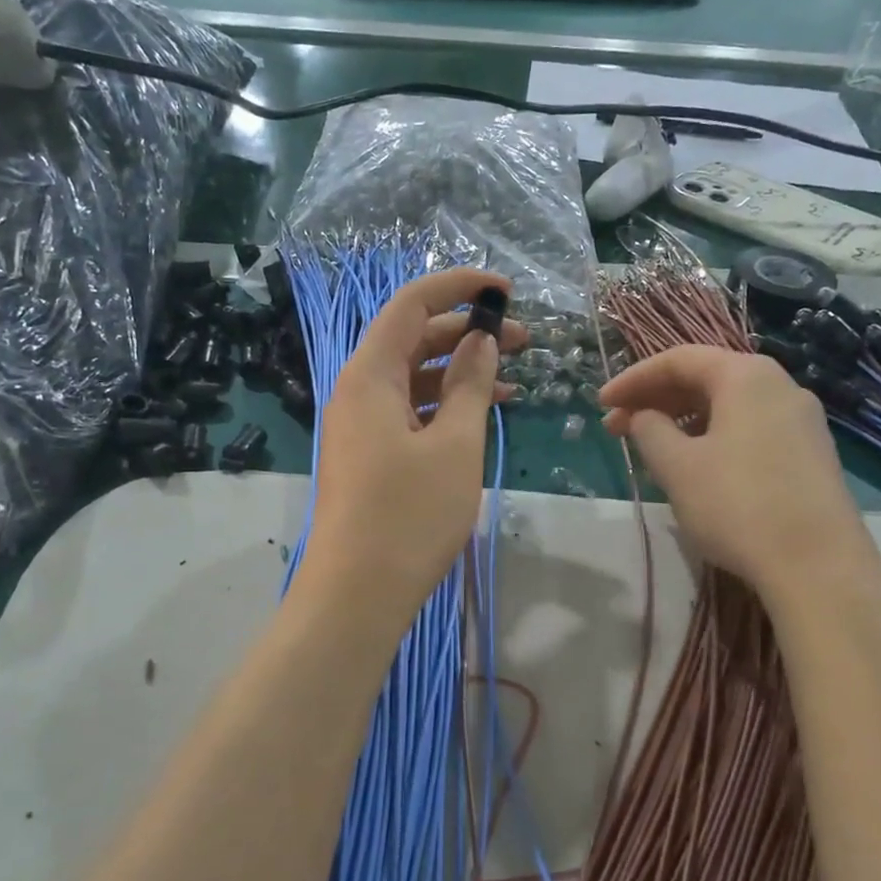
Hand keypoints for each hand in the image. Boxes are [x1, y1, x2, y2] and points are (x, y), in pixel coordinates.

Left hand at [303, 269, 525, 620]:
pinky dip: (444, 406)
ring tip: (512, 379)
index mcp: (369, 375)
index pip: (411, 304)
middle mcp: (358, 391)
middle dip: (467, 332)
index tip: (505, 290)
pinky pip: (409, 412)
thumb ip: (470, 385)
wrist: (357, 593)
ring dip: (459, 371)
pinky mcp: (369, 455)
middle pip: (412, 339)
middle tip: (523, 341)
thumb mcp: (454, 445)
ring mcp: (361, 425)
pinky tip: (482, 414)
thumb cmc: (410, 515)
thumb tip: (482, 341)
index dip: (458, 286)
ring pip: (413, 378)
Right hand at [599, 345, 868, 596]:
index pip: (678, 360)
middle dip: (656, 399)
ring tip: (650, 448)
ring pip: (728, 406)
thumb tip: (643, 416)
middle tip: (616, 428)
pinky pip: (749, 429)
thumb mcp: (677, 466)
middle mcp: (779, 386)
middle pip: (706, 378)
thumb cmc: (737, 505)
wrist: (818, 566)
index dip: (633, 379)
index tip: (601, 403)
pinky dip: (712, 436)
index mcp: (746, 376)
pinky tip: (694, 466)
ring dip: (682, 420)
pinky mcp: (809, 453)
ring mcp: (801, 420)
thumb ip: (649, 429)